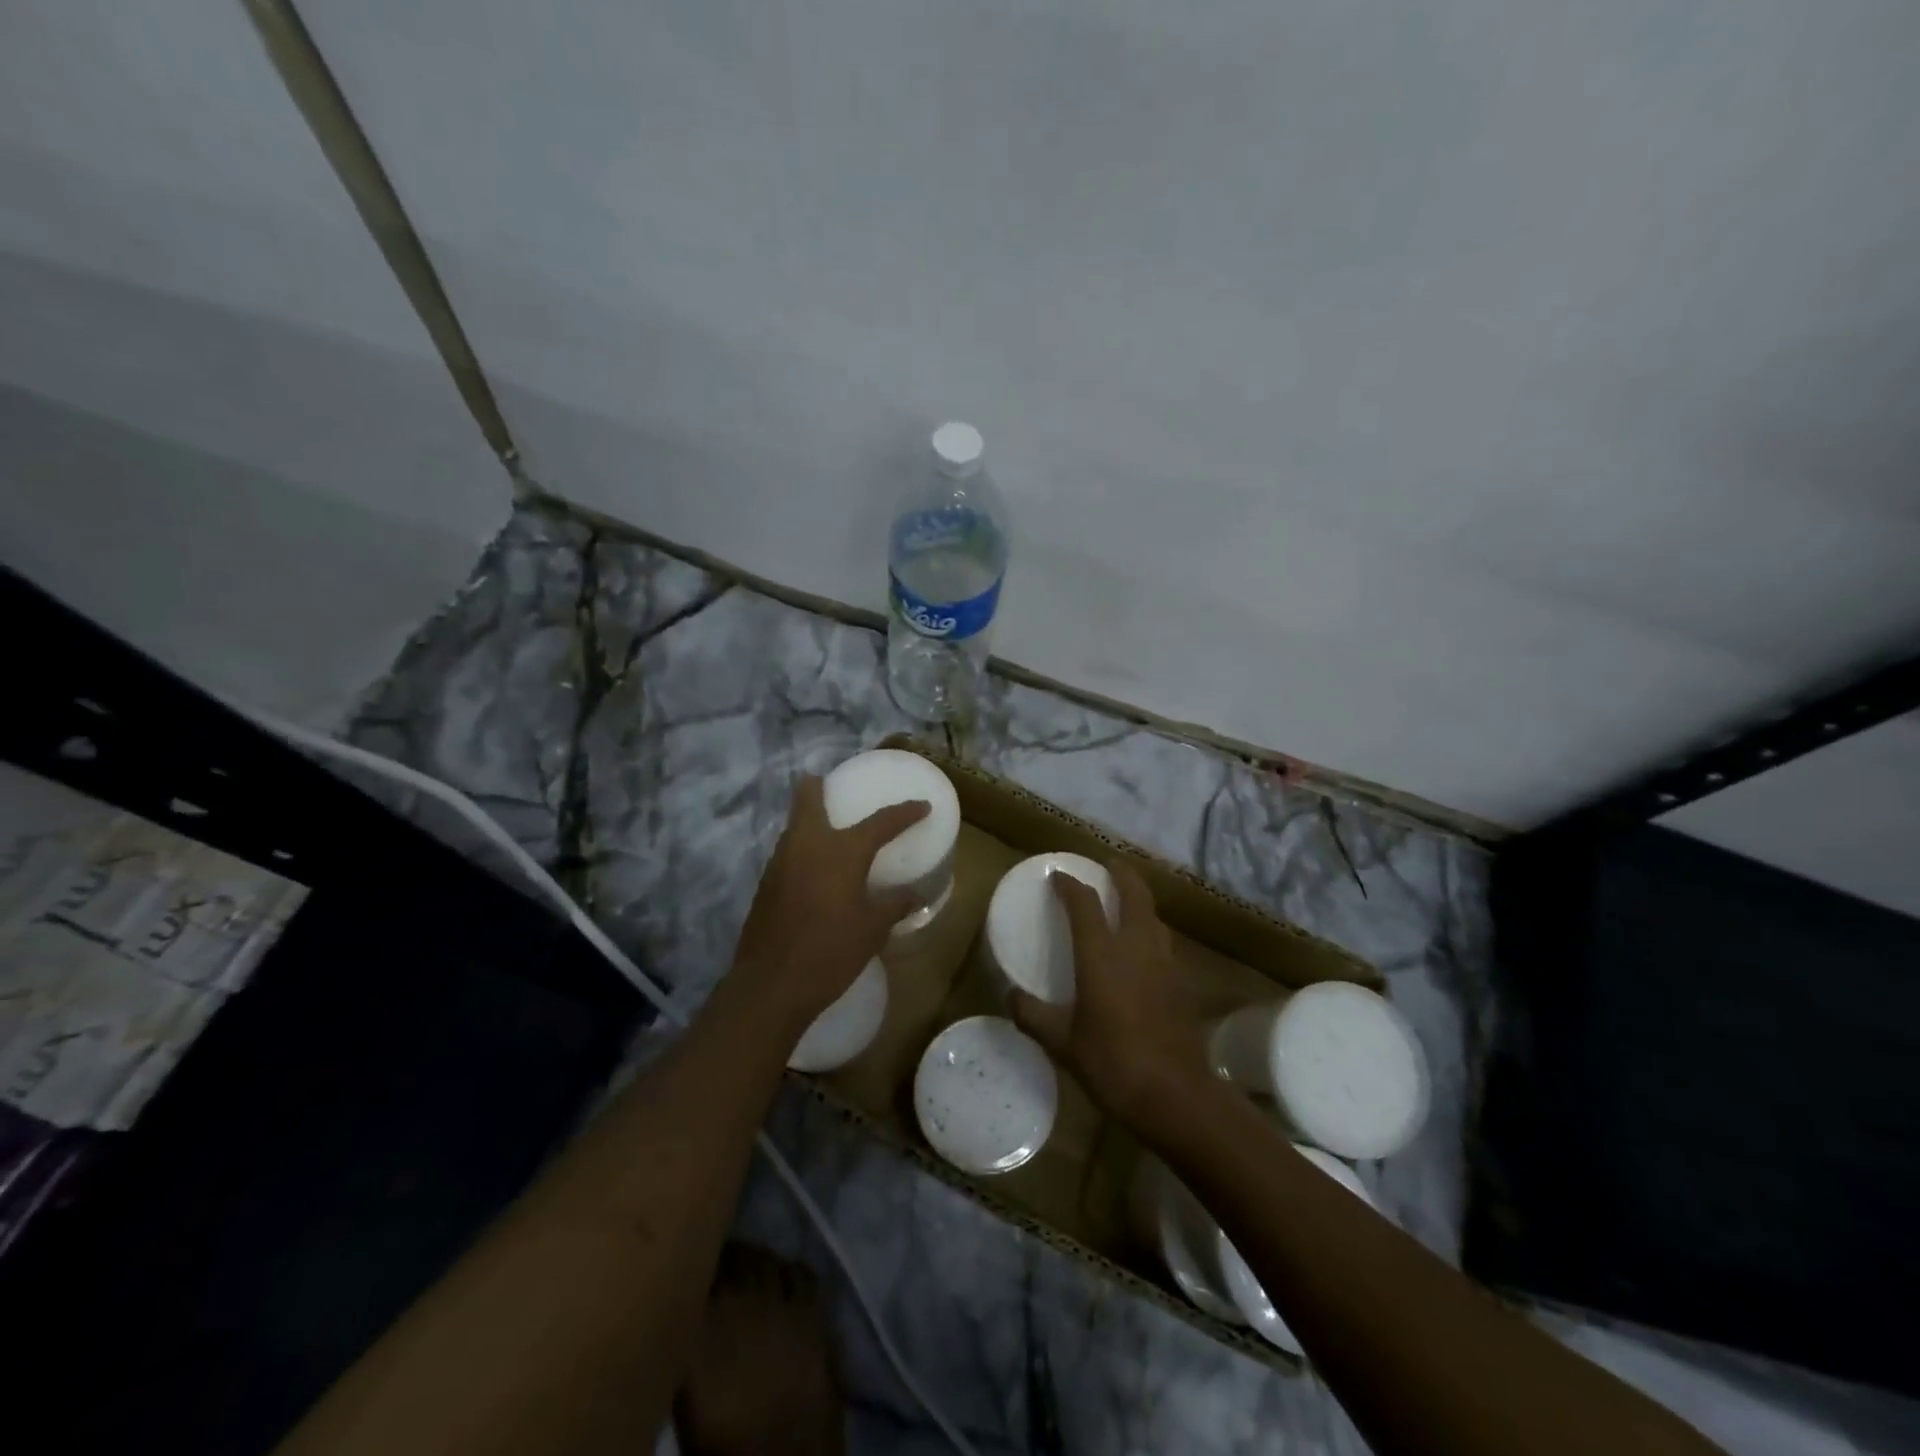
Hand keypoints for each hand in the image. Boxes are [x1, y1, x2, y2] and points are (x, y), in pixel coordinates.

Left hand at [731, 773, 929, 1034]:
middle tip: (833, 785)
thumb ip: (894, 905)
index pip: (880, 822)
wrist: (770, 985)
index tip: (921, 806)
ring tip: (830, 830)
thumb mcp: (872, 930)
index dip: (904, 812)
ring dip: (809, 818)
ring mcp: (781, 862)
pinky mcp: (766, 883)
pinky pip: (787, 851)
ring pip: (795, 825)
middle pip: (808, 799)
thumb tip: (915, 894)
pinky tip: (814, 869)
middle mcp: (807, 845)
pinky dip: (802, 847)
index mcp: (841, 851)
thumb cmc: (830, 952)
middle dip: (819, 787)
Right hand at [1008, 859, 1213, 1136]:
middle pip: (1134, 893)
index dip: (1069, 884)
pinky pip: (1165, 944)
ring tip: (1125, 905)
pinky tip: (1142, 954)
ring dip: (1139, 903)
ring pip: (1154, 917)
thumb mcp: (1062, 1043)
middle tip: (1107, 867)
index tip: (1057, 876)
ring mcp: (1166, 963)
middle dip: (1121, 873)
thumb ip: (1033, 1015)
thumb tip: (1011, 997)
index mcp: (1102, 955)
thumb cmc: (1113, 1064)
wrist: (1176, 1096)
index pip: (1084, 902)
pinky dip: (1151, 934)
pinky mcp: (1182, 984)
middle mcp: (1136, 947)